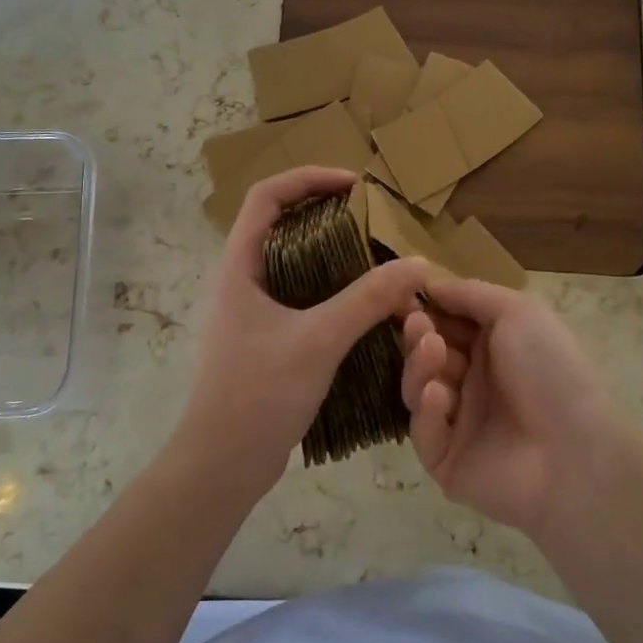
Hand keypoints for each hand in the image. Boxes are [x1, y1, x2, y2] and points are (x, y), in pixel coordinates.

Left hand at [174, 167, 429, 504]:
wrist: (222, 463)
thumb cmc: (259, 392)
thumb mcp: (319, 339)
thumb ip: (369, 299)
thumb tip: (419, 264)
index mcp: (238, 266)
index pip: (266, 196)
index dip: (309, 178)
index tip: (355, 185)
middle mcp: (240, 280)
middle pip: (282, 225)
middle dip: (328, 217)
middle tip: (374, 224)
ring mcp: (250, 312)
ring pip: (295, 266)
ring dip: (334, 258)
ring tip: (378, 263)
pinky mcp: (264, 339)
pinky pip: (301, 299)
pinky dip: (332, 293)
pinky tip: (365, 309)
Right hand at [400, 278, 636, 534]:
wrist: (575, 453)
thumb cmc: (551, 370)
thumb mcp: (518, 312)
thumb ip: (471, 294)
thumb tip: (430, 283)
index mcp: (492, 349)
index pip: (444, 324)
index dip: (423, 309)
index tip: (400, 296)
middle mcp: (473, 383)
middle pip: (426, 355)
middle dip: (417, 335)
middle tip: (416, 324)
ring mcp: (458, 423)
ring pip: (418, 390)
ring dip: (419, 366)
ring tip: (432, 351)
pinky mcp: (446, 461)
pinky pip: (423, 432)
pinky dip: (426, 411)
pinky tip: (438, 394)